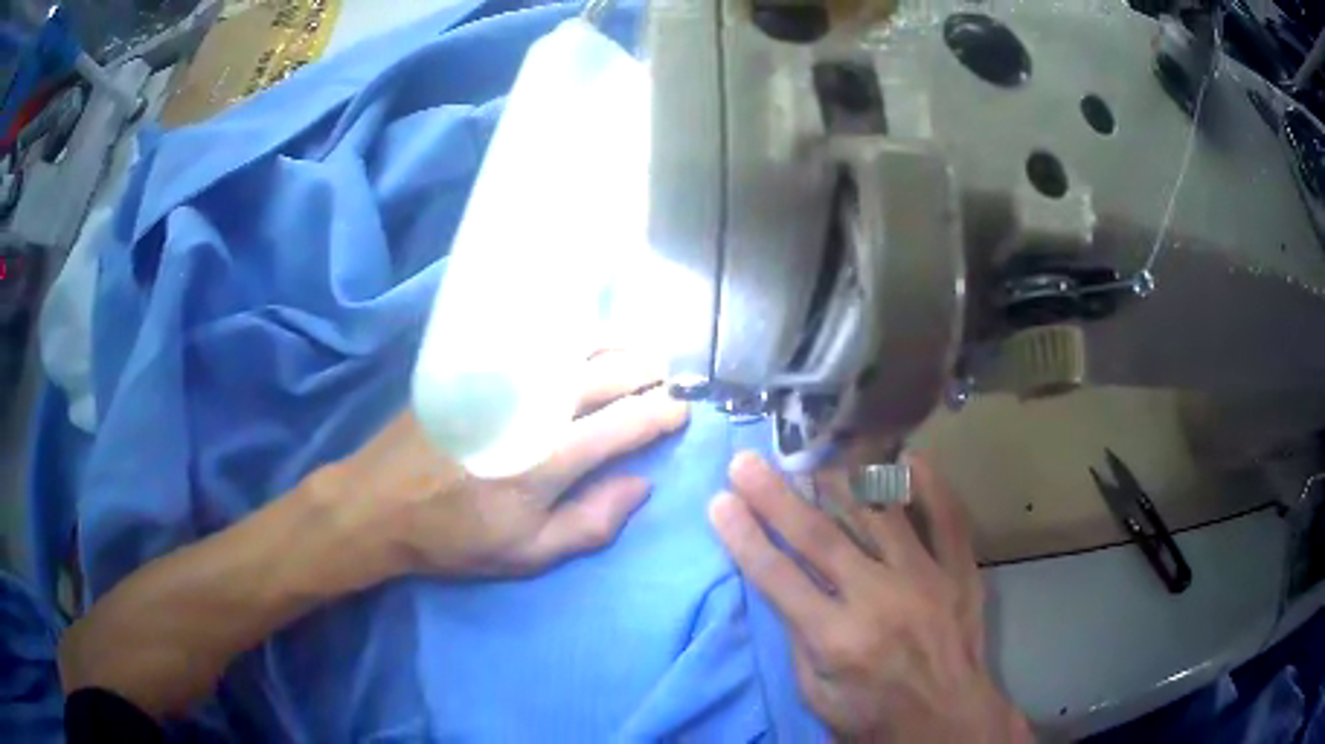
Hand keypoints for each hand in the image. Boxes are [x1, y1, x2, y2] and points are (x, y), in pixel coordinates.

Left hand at [305, 351, 687, 583]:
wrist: (379, 503)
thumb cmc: (455, 536)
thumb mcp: (527, 554)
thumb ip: (591, 523)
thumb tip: (641, 485)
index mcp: (546, 461)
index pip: (624, 425)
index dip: (661, 415)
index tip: (681, 413)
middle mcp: (531, 409)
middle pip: (606, 375)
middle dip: (647, 373)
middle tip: (667, 378)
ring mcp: (500, 380)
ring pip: (573, 346)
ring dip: (617, 344)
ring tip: (640, 350)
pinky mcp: (475, 365)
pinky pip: (534, 338)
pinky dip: (571, 334)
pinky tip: (584, 339)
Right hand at [709, 452, 1030, 742]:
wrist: (948, 719)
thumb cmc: (873, 715)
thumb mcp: (816, 694)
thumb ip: (797, 638)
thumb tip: (781, 584)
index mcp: (839, 639)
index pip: (778, 577)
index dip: (744, 537)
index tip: (720, 502)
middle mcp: (881, 600)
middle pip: (820, 536)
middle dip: (775, 497)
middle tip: (746, 463)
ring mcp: (927, 578)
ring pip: (880, 512)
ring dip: (840, 479)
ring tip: (812, 457)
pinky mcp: (960, 570)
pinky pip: (947, 514)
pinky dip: (928, 482)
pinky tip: (904, 458)